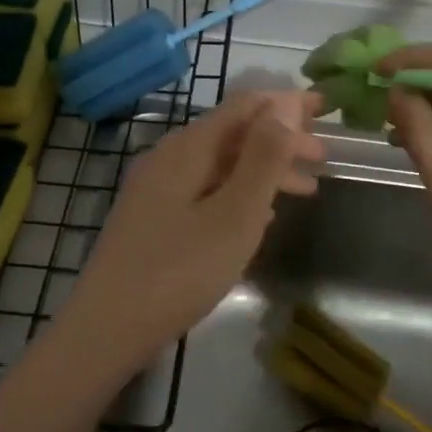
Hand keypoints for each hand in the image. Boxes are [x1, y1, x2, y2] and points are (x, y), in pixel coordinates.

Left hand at [53, 90, 324, 382]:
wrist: (106, 328)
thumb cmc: (179, 271)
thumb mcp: (234, 214)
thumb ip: (262, 158)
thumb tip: (284, 104)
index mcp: (188, 148)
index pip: (244, 105)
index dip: (286, 102)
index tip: (325, 107)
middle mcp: (169, 157)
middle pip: (233, 133)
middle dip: (280, 139)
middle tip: (324, 157)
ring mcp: (157, 189)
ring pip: (221, 165)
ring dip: (264, 170)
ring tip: (305, 189)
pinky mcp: (154, 218)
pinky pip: (206, 190)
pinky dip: (241, 193)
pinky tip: (261, 217)